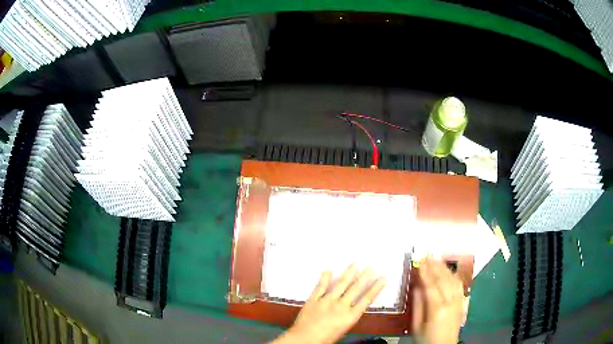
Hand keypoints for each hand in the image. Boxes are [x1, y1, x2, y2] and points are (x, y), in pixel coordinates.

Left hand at [272, 265, 385, 343]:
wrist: (305, 339)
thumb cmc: (326, 338)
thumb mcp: (343, 329)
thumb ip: (348, 317)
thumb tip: (352, 307)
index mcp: (350, 316)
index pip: (366, 299)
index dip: (375, 288)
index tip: (383, 278)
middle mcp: (340, 306)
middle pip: (355, 289)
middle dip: (365, 276)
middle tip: (372, 266)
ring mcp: (326, 301)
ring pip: (340, 284)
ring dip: (349, 273)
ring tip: (356, 263)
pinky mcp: (314, 299)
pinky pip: (320, 287)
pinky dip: (324, 278)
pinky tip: (328, 270)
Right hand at [412, 259, 463, 343]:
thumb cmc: (426, 338)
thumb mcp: (416, 325)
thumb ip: (417, 305)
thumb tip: (417, 286)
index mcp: (437, 308)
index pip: (431, 285)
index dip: (425, 272)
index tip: (420, 260)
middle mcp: (450, 302)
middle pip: (443, 279)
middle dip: (435, 266)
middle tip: (427, 254)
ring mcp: (459, 301)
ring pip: (453, 280)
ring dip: (444, 268)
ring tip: (436, 259)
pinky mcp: (462, 302)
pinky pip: (459, 285)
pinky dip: (453, 275)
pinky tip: (448, 271)